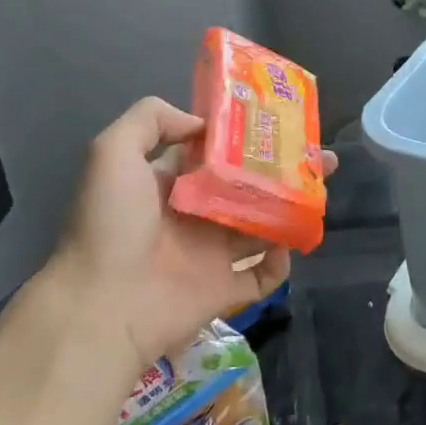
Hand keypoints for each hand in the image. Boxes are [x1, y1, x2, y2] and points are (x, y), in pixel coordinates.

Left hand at [46, 97, 336, 361]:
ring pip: (265, 225)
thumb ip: (151, 120)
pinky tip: (291, 242)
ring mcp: (214, 254)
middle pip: (252, 186)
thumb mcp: (112, 153)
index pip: (219, 154)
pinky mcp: (227, 289)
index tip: (283, 124)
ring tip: (320, 191)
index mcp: (174, 183)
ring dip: (293, 210)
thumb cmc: (111, 225)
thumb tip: (202, 124)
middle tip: (322, 160)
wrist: (103, 305)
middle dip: (286, 171)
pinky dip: (282, 261)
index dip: (249, 138)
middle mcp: (198, 214)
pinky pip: (265, 274)